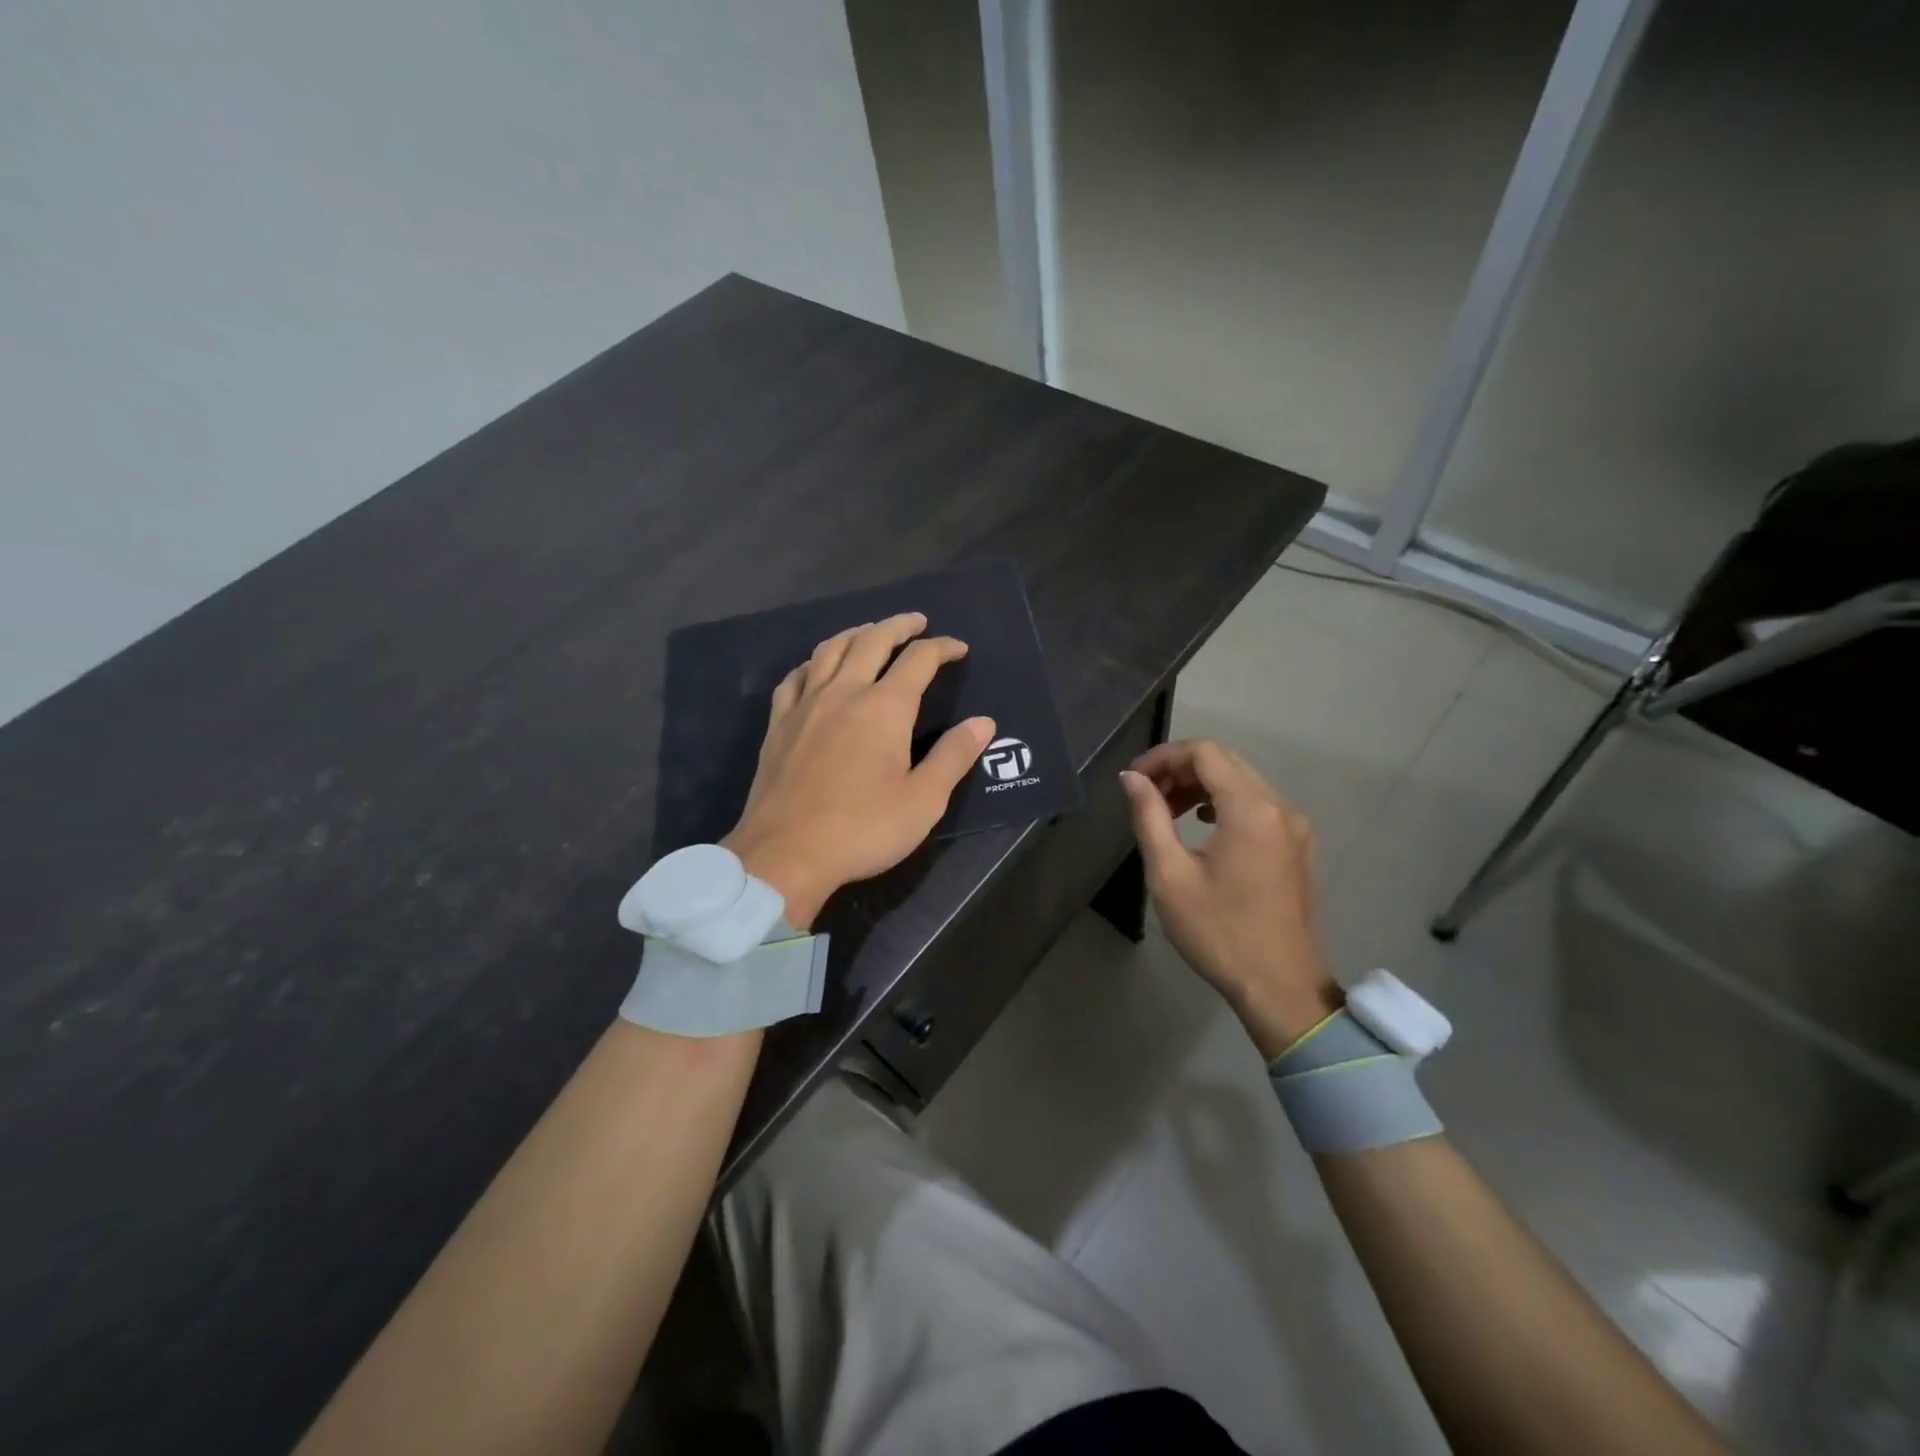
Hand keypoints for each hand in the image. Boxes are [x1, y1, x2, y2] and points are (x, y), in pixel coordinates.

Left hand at [723, 612, 994, 928]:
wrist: (785, 855)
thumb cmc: (863, 830)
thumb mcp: (923, 800)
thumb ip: (954, 756)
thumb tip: (983, 722)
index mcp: (884, 708)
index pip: (918, 660)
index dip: (942, 648)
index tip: (958, 648)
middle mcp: (843, 693)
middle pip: (871, 641)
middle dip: (898, 626)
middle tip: (917, 621)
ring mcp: (805, 706)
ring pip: (830, 650)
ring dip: (856, 633)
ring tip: (870, 632)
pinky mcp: (779, 725)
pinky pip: (795, 677)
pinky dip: (813, 662)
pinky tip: (817, 669)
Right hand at [1119, 739, 1342, 1059]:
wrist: (1279, 986)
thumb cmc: (1218, 932)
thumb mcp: (1170, 875)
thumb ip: (1149, 817)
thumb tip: (1131, 778)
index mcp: (1250, 809)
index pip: (1204, 752)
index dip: (1163, 757)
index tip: (1134, 781)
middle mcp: (1279, 806)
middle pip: (1224, 761)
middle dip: (1180, 769)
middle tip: (1145, 796)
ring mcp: (1294, 825)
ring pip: (1241, 781)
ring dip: (1200, 786)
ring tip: (1166, 812)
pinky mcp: (1297, 844)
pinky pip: (1256, 804)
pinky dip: (1223, 802)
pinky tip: (1200, 826)